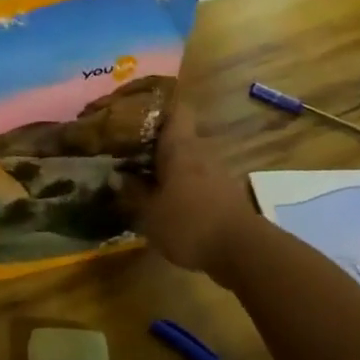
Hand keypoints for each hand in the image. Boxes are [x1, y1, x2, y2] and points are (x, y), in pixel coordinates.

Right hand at [126, 104, 258, 276]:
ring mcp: (215, 172)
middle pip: (177, 135)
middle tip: (126, 150)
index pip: (174, 110)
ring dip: (166, 165)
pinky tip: (163, 198)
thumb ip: (133, 192)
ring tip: (140, 176)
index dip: (155, 108)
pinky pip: (195, 177)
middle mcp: (200, 151)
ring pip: (186, 158)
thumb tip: (116, 175)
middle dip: (153, 141)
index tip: (133, 115)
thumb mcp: (150, 212)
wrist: (243, 251)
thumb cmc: (189, 223)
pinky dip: (179, 183)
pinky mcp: (223, 192)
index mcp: (179, 146)